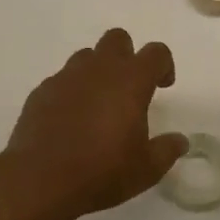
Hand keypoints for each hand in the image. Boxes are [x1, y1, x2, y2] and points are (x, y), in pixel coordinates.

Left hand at [0, 29, 189, 219]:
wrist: (39, 180)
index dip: (164, 65)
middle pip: (117, 39)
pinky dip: (71, 91)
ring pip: (86, 56)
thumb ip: (167, 150)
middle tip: (129, 89)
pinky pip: (61, 80)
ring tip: (98, 105)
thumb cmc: (102, 172)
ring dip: (97, 71)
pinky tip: (70, 120)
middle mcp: (98, 70)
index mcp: (130, 81)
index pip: (155, 52)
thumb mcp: (146, 169)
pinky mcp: (41, 91)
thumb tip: (180, 141)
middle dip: (127, 56)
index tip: (163, 86)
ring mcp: (65, 77)